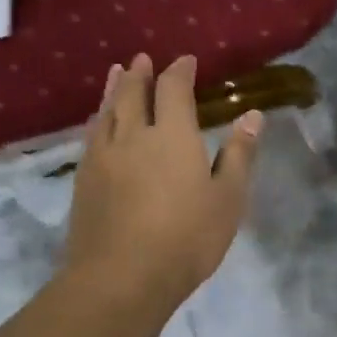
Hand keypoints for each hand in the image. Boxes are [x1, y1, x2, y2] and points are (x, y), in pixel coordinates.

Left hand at [61, 54, 262, 315]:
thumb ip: (239, 155)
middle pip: (133, 93)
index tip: (186, 61)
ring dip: (113, 88)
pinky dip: (96, 119)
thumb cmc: (186, 238)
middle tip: (142, 59)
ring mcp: (103, 156)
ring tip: (116, 73)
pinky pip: (91, 136)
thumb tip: (252, 116)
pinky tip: (97, 121)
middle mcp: (133, 135)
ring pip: (107, 111)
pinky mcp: (84, 179)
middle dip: (140, 74)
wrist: (121, 277)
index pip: (174, 89)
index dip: (180, 71)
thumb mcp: (228, 199)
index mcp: (173, 135)